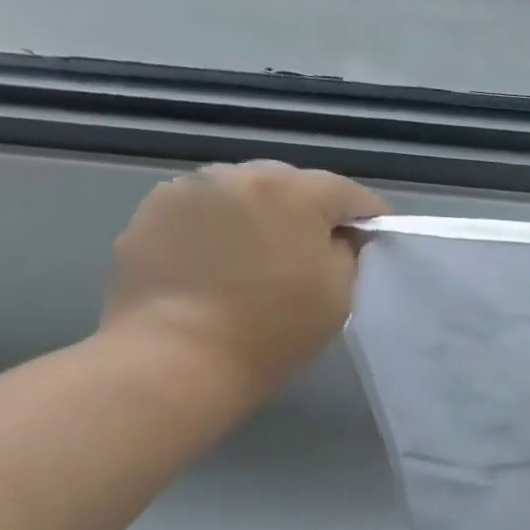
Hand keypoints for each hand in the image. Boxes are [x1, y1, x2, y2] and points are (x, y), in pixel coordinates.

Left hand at [101, 161, 385, 398]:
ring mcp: (186, 190)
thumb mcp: (338, 293)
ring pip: (241, 192)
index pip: (346, 192)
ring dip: (261, 214)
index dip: (369, 214)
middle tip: (321, 245)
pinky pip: (202, 211)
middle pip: (289, 183)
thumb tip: (342, 235)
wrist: (179, 354)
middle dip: (310, 209)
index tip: (378, 235)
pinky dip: (220, 228)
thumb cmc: (275, 328)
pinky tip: (222, 263)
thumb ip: (348, 251)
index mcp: (292, 193)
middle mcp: (237, 176)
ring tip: (266, 252)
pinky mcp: (151, 213)